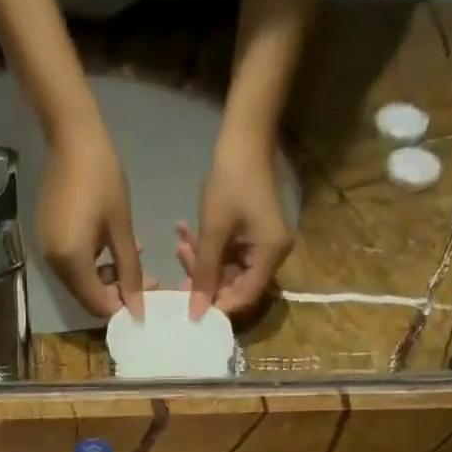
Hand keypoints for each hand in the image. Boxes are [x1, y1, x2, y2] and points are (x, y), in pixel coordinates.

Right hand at [39, 117, 142, 319]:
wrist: (71, 137)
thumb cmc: (102, 178)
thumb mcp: (122, 228)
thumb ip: (130, 272)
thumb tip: (138, 309)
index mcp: (71, 261)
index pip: (97, 304)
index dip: (122, 308)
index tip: (145, 298)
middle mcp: (54, 264)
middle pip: (87, 297)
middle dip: (116, 294)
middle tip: (144, 279)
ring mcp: (47, 252)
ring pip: (81, 283)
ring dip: (106, 279)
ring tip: (131, 259)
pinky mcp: (47, 240)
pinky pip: (72, 266)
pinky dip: (93, 266)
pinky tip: (110, 247)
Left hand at [178, 129, 294, 319]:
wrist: (243, 137)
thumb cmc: (231, 181)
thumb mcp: (213, 231)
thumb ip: (204, 274)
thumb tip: (196, 313)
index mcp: (271, 256)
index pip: (244, 298)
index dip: (217, 305)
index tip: (190, 304)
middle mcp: (271, 256)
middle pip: (234, 285)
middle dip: (204, 280)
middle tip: (179, 269)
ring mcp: (261, 246)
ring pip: (226, 270)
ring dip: (200, 262)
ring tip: (179, 245)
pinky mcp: (250, 237)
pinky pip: (226, 254)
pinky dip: (206, 249)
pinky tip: (184, 235)